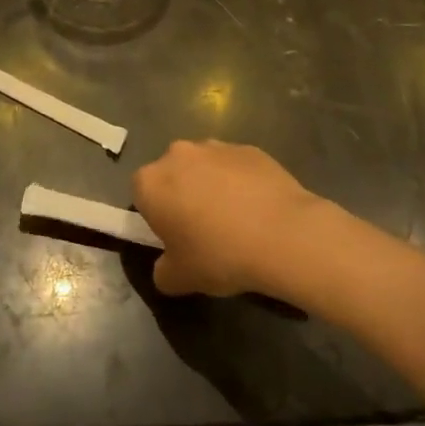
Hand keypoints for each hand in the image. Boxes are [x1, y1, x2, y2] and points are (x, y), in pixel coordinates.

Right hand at [133, 140, 329, 300]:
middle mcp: (177, 154)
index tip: (174, 236)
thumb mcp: (180, 279)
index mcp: (151, 182)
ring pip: (204, 166)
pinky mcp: (249, 148)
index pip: (140, 194)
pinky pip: (235, 166)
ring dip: (211, 185)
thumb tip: (166, 266)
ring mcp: (215, 146)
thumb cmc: (220, 255)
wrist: (283, 235)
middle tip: (203, 229)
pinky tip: (258, 209)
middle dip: (182, 195)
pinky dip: (241, 182)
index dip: (155, 215)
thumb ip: (162, 271)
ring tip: (236, 219)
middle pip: (172, 174)